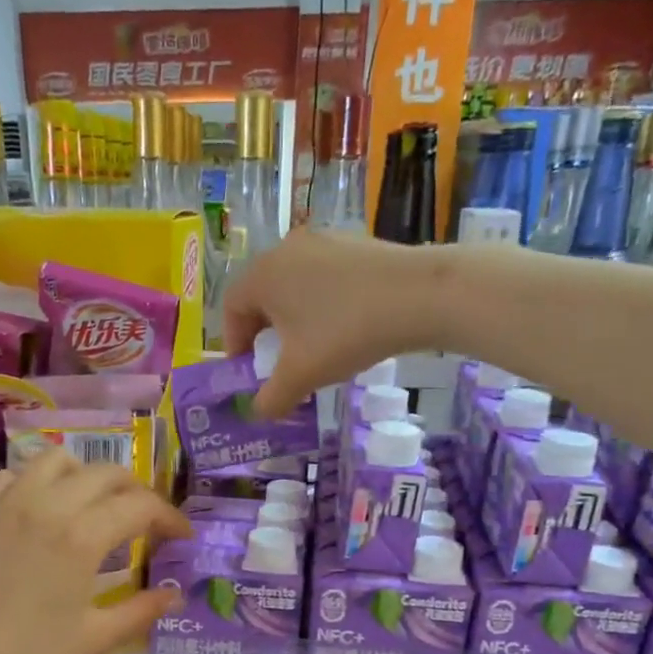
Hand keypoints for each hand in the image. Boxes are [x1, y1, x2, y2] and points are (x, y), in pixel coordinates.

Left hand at [0, 454, 191, 653]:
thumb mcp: (91, 641)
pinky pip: (10, 475)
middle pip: (105, 472)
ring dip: (85, 474)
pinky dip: (34, 482)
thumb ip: (139, 611)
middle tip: (145, 522)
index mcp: (81, 536)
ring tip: (91, 505)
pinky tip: (36, 510)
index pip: (141, 506)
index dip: (170, 518)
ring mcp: (5, 502)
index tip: (182, 538)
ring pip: (56, 459)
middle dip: (136, 491)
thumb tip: (175, 594)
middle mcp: (46, 504)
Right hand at [222, 229, 448, 417]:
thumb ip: (271, 399)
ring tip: (312, 350)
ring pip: (294, 287)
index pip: (231, 308)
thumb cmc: (346, 332)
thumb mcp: (301, 376)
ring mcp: (324, 242)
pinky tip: (344, 329)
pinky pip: (323, 279)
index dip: (234, 344)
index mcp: (263, 274)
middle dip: (264, 334)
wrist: (421, 296)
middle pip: (261, 295)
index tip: (249, 372)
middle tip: (277, 364)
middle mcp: (286, 248)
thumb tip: (260, 411)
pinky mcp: (355, 244)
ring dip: (294, 321)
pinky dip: (322, 306)